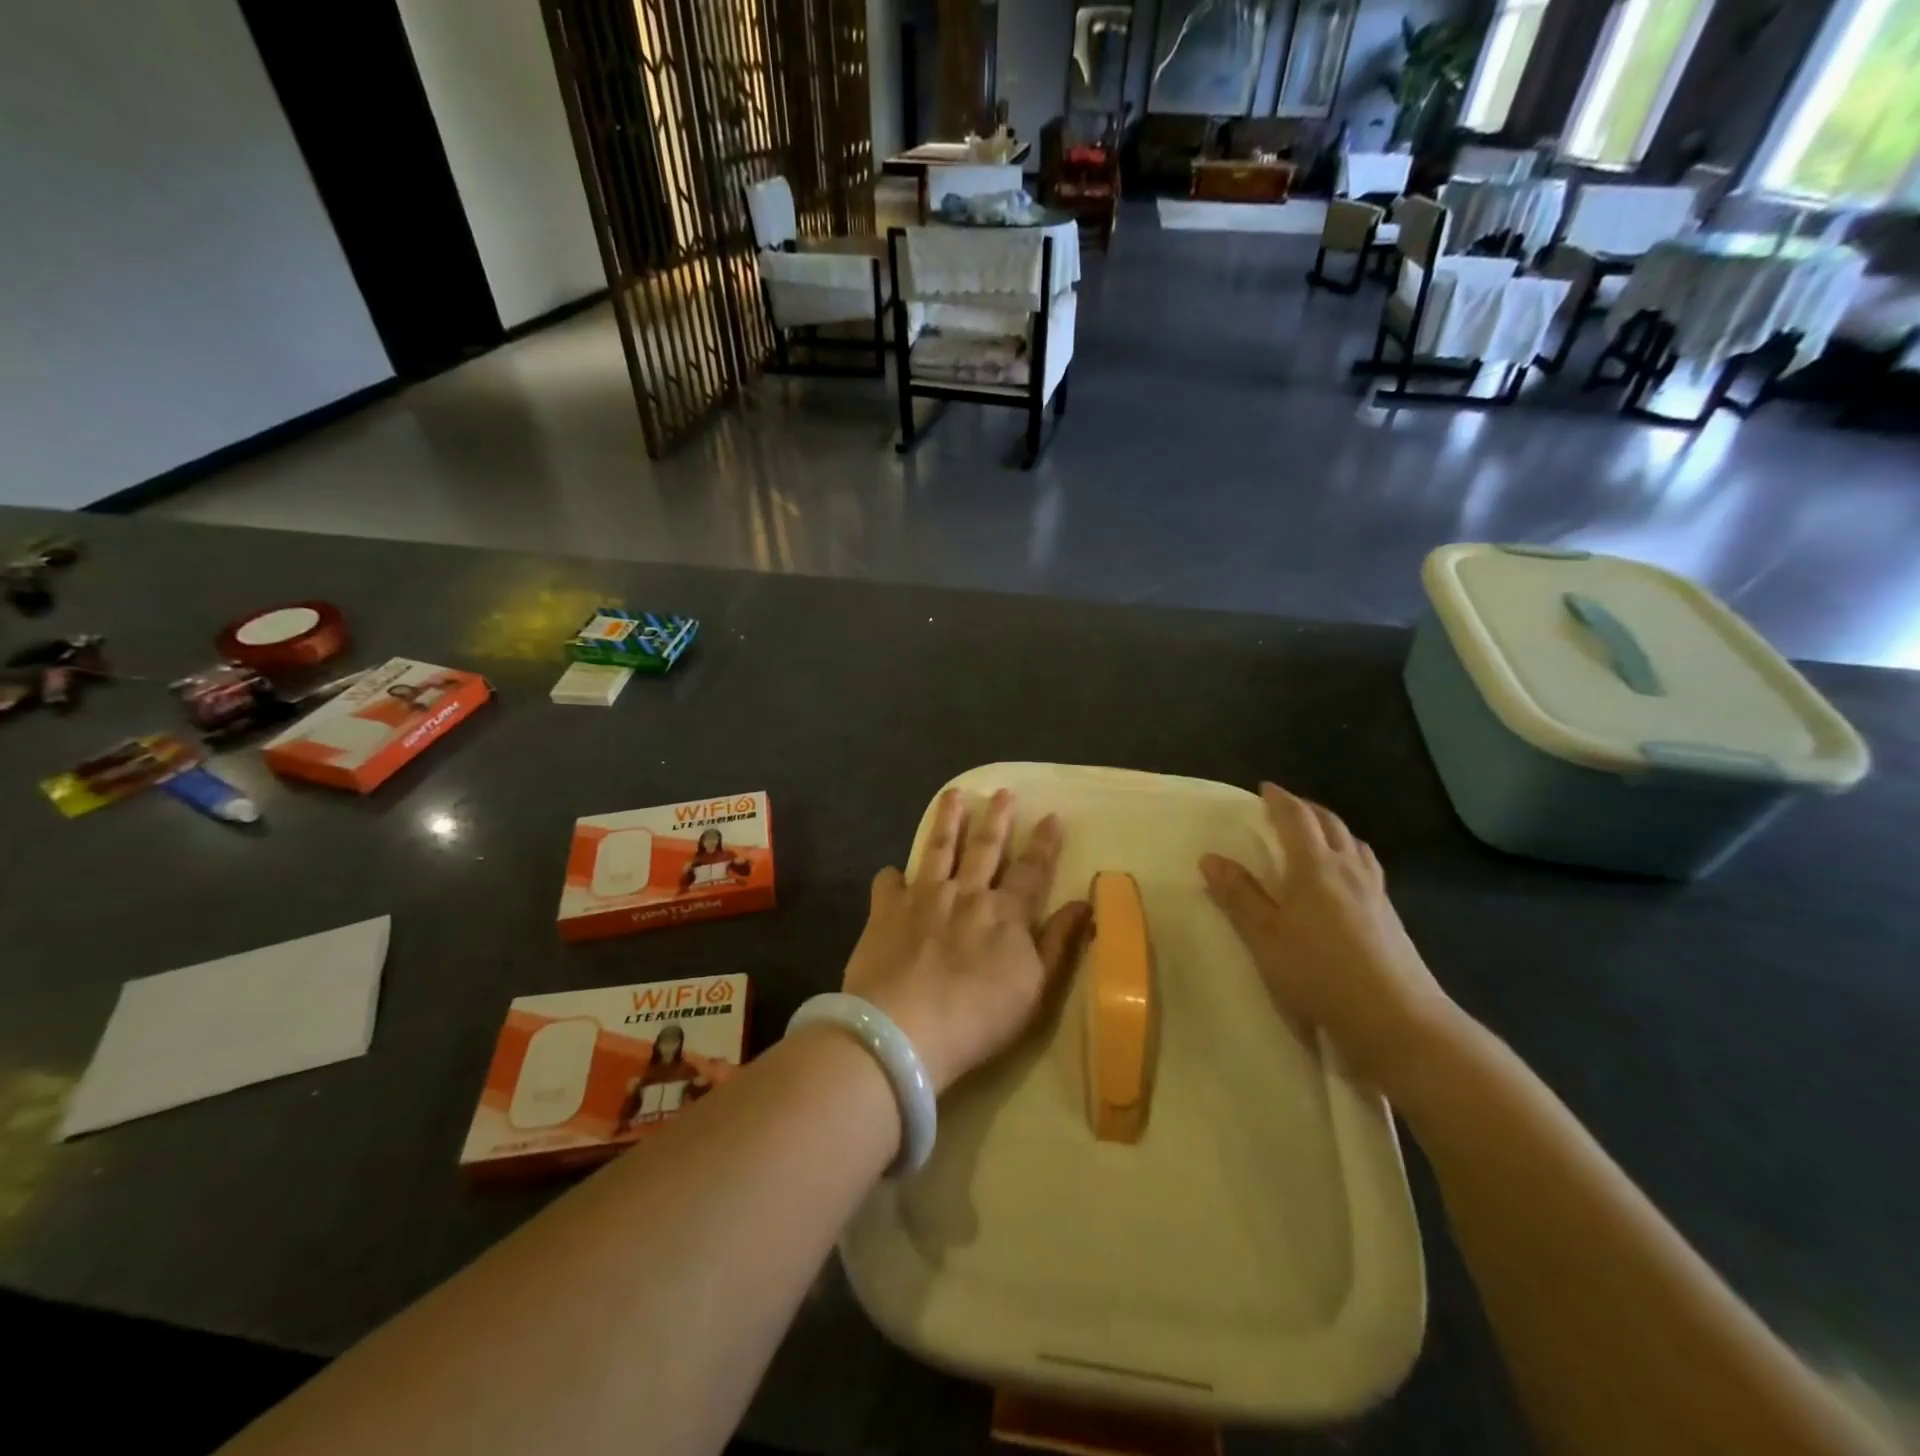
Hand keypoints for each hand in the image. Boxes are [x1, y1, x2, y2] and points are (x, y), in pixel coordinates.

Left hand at [842, 788, 1091, 1094]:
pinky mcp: (885, 911)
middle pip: (984, 848)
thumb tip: (1083, 904)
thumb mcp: (1035, 990)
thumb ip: (1058, 944)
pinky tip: (892, 872)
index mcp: (1005, 914)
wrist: (903, 1030)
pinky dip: (891, 876)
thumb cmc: (978, 1019)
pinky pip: (888, 884)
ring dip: (948, 821)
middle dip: (996, 819)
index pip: (1031, 870)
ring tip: (953, 795)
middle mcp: (966, 894)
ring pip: (938, 850)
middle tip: (1002, 792)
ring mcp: (923, 898)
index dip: (1044, 844)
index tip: (1052, 816)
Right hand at [1200, 782, 1454, 1088]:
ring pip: (1354, 845)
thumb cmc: (1319, 973)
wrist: (1396, 1019)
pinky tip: (1346, 878)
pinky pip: (1368, 868)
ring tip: (1318, 835)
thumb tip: (1211, 857)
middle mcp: (1349, 869)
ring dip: (1333, 830)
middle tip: (1287, 808)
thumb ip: (1239, 896)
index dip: (1280, 800)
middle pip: (1330, 824)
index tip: (1265, 788)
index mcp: (1316, 866)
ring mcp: (1375, 893)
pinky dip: (1351, 856)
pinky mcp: (1390, 917)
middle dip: (1307, 810)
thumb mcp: (1265, 937)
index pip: (1297, 818)